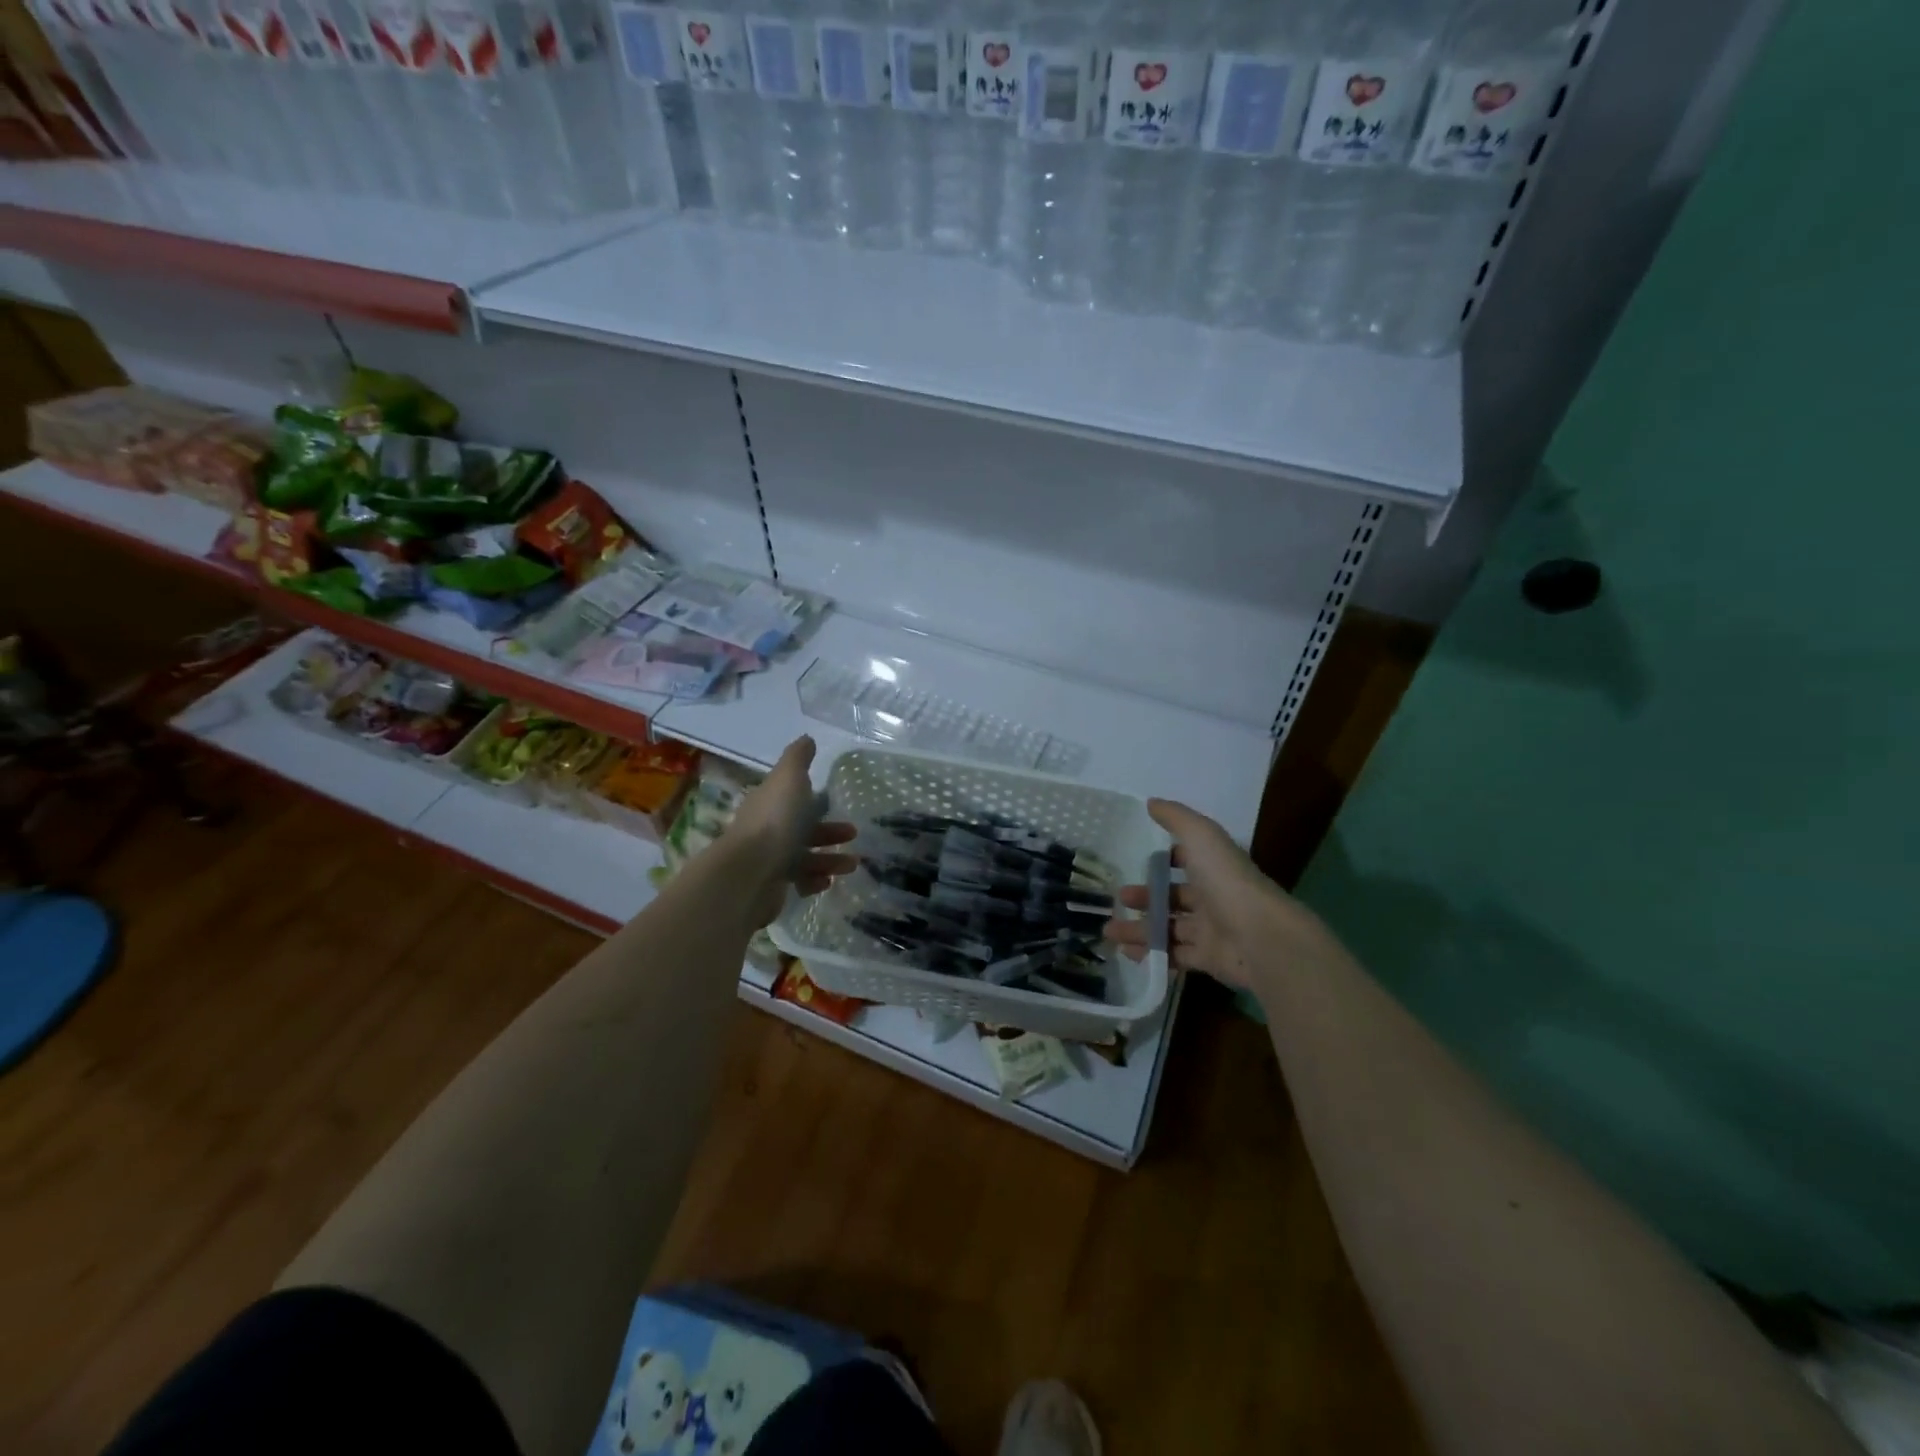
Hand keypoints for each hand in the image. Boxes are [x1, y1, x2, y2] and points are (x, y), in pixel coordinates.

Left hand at [723, 737, 858, 927]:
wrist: (749, 874)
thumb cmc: (774, 821)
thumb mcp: (789, 779)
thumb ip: (798, 759)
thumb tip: (807, 738)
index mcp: (769, 803)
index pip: (791, 798)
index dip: (812, 798)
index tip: (835, 801)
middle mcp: (766, 830)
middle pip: (801, 828)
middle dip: (828, 831)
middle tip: (854, 834)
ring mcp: (768, 860)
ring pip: (804, 857)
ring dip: (830, 859)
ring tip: (853, 864)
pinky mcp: (772, 886)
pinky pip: (799, 882)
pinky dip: (815, 881)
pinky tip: (828, 882)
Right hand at [1103, 799, 1296, 992]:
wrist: (1260, 937)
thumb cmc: (1227, 881)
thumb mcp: (1201, 837)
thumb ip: (1175, 818)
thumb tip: (1151, 802)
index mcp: (1214, 868)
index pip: (1188, 861)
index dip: (1165, 862)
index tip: (1140, 864)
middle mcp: (1214, 898)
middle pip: (1173, 898)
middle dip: (1145, 899)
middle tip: (1119, 900)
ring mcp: (1211, 931)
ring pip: (1169, 928)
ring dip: (1140, 929)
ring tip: (1109, 930)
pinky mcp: (1208, 959)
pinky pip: (1174, 956)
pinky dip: (1151, 954)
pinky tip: (1127, 951)